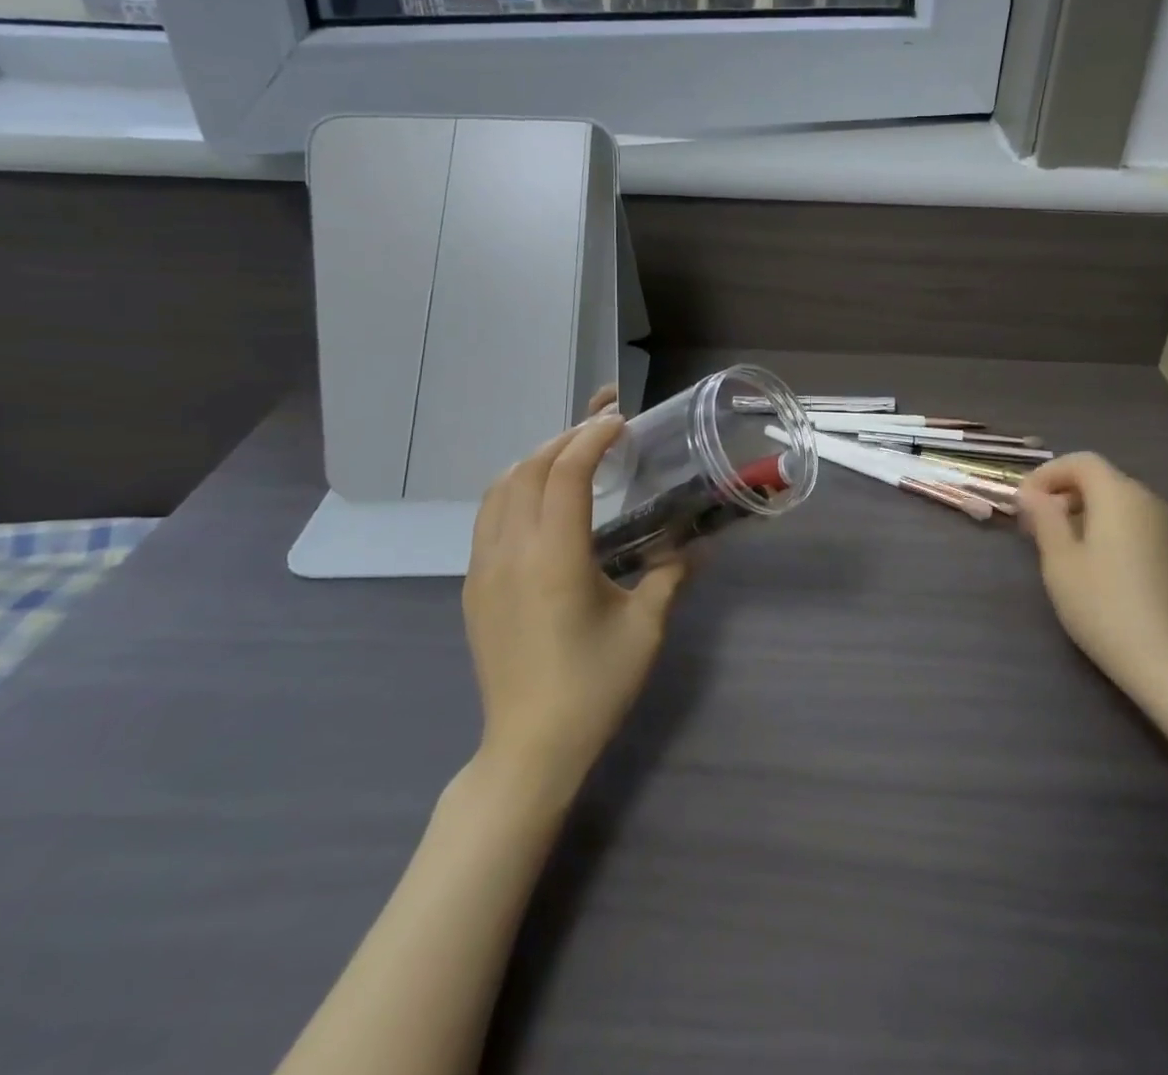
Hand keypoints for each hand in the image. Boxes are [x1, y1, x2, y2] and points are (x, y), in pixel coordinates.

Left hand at [464, 408, 685, 795]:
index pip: (567, 472)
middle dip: (566, 436)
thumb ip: (669, 575)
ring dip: (536, 458)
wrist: (529, 747)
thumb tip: (694, 545)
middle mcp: (511, 552)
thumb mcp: (645, 628)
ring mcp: (484, 568)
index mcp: (555, 557)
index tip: (620, 420)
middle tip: (603, 426)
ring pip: (500, 488)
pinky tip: (541, 499)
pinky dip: (515, 488)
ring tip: (572, 452)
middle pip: (530, 468)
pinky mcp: (474, 586)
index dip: (593, 437)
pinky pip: (488, 516)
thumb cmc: (594, 686)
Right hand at [1017, 454, 1167, 711]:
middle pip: (1099, 478)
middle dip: (1062, 492)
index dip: (1047, 474)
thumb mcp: (1060, 561)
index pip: (1080, 462)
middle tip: (1033, 525)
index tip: (1023, 502)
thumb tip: (1032, 493)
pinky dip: (1106, 527)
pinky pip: (1132, 522)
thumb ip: (1044, 518)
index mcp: (1118, 496)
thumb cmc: (1104, 606)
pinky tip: (1091, 563)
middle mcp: (1146, 501)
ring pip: (1116, 501)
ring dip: (1082, 511)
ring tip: (1057, 545)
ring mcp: (1165, 527)